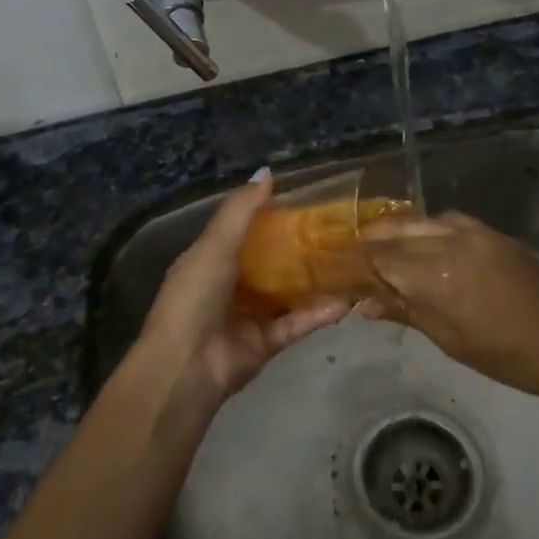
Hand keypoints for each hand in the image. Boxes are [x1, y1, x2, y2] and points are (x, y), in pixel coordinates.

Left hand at [132, 173, 348, 405]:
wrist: (187, 366)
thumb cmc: (194, 297)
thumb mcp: (214, 246)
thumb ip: (240, 211)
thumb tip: (267, 172)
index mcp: (211, 260)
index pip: (245, 232)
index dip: (272, 217)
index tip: (306, 202)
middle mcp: (231, 286)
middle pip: (271, 262)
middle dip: (301, 248)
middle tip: (338, 230)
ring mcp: (250, 315)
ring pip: (289, 292)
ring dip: (315, 280)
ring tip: (351, 262)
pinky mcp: (268, 342)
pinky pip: (297, 322)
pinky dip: (319, 313)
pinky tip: (346, 300)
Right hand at [360, 212, 538, 397]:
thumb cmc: (506, 354)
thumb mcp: (450, 340)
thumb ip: (406, 312)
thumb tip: (364, 304)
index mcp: (435, 276)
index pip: (381, 258)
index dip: (358, 264)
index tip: (342, 272)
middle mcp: (450, 242)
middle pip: (396, 233)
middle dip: (372, 243)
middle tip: (355, 257)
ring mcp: (473, 232)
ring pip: (421, 221)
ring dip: (397, 231)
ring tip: (382, 246)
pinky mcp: (491, 232)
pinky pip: (448, 220)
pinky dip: (427, 227)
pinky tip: (423, 241)